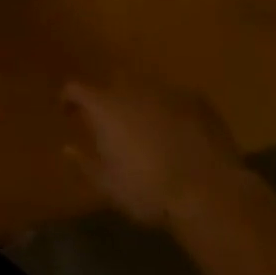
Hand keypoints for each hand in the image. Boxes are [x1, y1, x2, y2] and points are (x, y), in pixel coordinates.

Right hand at [62, 80, 251, 227]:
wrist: (208, 191)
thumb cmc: (149, 190)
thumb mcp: (109, 185)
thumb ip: (85, 163)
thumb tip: (67, 148)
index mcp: (105, 105)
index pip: (76, 88)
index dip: (69, 98)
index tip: (68, 111)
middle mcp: (131, 88)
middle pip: (112, 83)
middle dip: (110, 99)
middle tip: (114, 123)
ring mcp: (166, 90)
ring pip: (146, 88)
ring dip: (142, 103)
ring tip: (150, 129)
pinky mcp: (196, 99)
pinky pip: (176, 99)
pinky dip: (173, 111)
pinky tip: (182, 135)